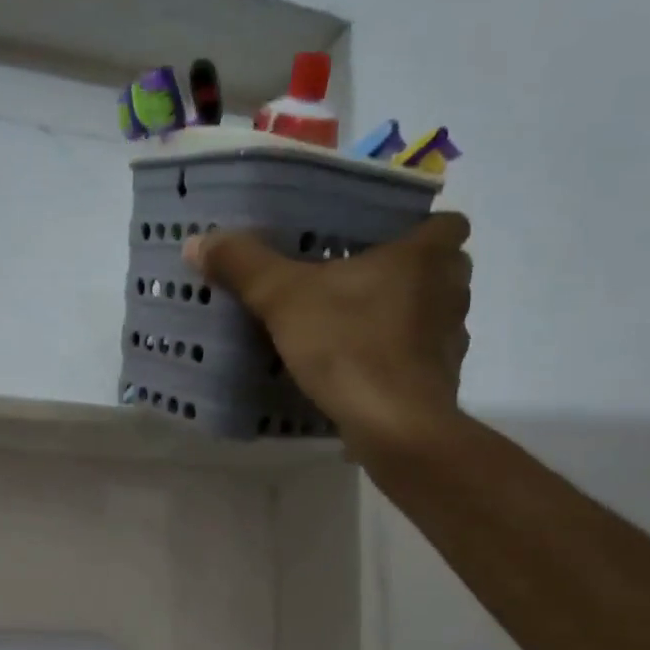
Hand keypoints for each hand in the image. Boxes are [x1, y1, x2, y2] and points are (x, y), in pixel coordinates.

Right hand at [184, 212, 471, 459]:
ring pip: (431, 315)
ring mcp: (451, 341)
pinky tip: (357, 370)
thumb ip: (244, 266)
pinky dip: (395, 360)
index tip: (386, 238)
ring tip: (353, 325)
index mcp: (426, 257)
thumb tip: (198, 241)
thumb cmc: (349, 345)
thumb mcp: (283, 299)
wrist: (394, 427)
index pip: (449, 222)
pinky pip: (419, 358)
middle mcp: (450, 292)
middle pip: (442, 269)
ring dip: (402, 316)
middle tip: (358, 279)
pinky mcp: (440, 382)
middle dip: (407, 272)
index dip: (422, 226)